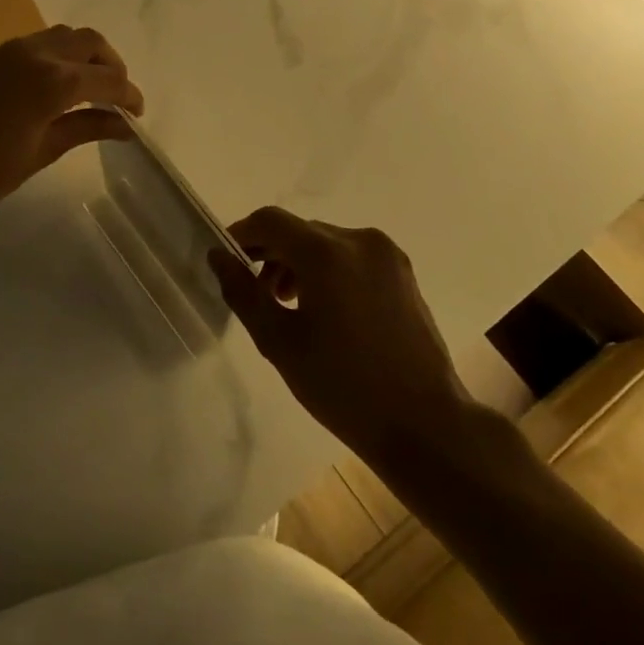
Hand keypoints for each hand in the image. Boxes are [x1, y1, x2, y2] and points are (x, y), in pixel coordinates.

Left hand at [0, 26, 143, 230]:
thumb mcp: (42, 152)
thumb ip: (86, 129)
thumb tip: (124, 125)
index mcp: (54, 81)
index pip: (108, 78)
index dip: (129, 95)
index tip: (138, 114)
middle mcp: (38, 53)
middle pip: (90, 42)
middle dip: (112, 65)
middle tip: (119, 97)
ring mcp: (14, 50)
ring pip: (66, 35)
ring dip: (87, 55)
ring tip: (94, 89)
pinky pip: (42, 42)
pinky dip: (63, 54)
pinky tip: (64, 84)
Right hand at [209, 208, 476, 465]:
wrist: (425, 424)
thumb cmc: (343, 386)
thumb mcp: (279, 342)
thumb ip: (242, 292)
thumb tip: (218, 256)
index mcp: (326, 253)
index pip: (270, 220)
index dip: (242, 235)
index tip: (227, 262)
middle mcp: (358, 240)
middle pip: (299, 231)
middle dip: (271, 254)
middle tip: (257, 295)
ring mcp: (387, 255)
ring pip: (326, 243)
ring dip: (299, 263)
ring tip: (289, 306)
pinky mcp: (404, 273)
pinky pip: (352, 256)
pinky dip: (329, 270)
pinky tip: (326, 310)